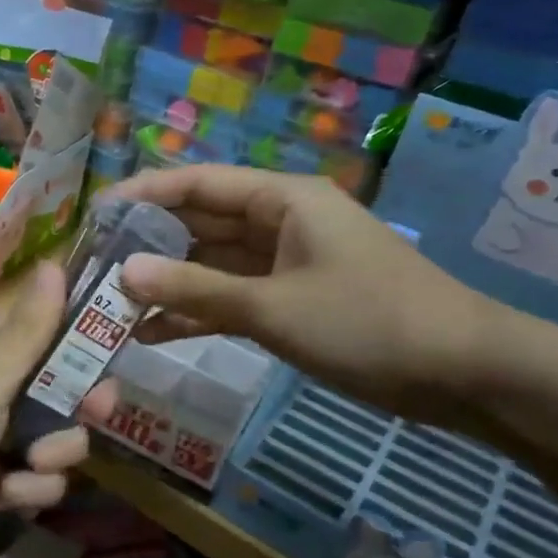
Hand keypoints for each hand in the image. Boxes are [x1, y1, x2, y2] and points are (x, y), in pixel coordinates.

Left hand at [0, 260, 105, 557]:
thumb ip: (27, 330)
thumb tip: (54, 262)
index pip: (41, 324)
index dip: (81, 331)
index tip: (116, 342)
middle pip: (58, 381)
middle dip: (79, 399)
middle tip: (95, 410)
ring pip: (56, 432)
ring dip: (55, 451)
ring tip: (31, 465)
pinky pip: (38, 477)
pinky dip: (30, 488)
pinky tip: (7, 497)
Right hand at [109, 166, 504, 430]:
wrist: (464, 373)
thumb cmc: (367, 322)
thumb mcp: (273, 306)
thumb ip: (196, 289)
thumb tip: (125, 273)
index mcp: (281, 199)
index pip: (197, 184)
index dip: (143, 194)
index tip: (94, 214)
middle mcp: (278, 222)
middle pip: (200, 223)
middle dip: (149, 244)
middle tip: (94, 266)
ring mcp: (285, 263)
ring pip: (212, 265)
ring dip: (169, 284)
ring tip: (112, 304)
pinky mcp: (291, 301)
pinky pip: (233, 298)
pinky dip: (199, 313)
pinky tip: (153, 333)